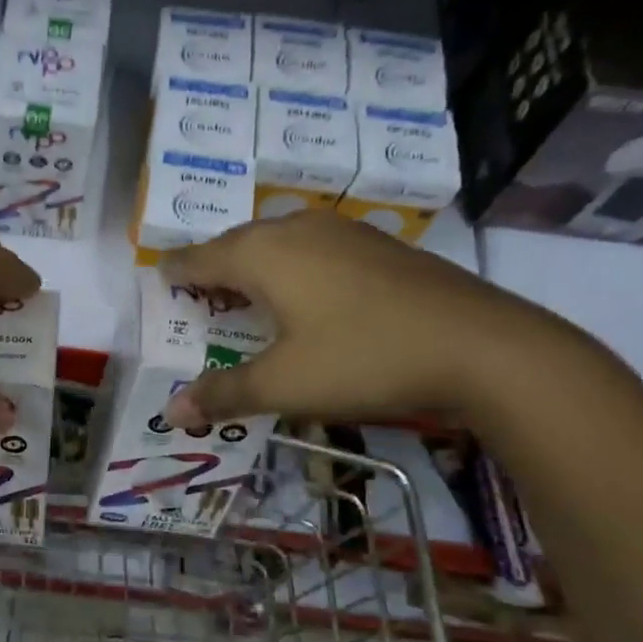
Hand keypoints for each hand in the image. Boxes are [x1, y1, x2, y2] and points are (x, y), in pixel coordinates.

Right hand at [158, 211, 579, 426]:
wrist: (483, 347)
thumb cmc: (364, 359)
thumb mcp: (284, 385)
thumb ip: (223, 394)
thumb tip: (171, 412)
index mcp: (262, 253)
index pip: (198, 257)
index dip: (175, 273)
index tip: (160, 285)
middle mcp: (296, 229)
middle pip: (236, 244)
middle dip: (213, 270)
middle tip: (198, 299)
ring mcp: (343, 232)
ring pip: (278, 243)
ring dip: (255, 268)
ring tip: (246, 298)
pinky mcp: (379, 247)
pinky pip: (313, 251)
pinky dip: (293, 270)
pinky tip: (307, 299)